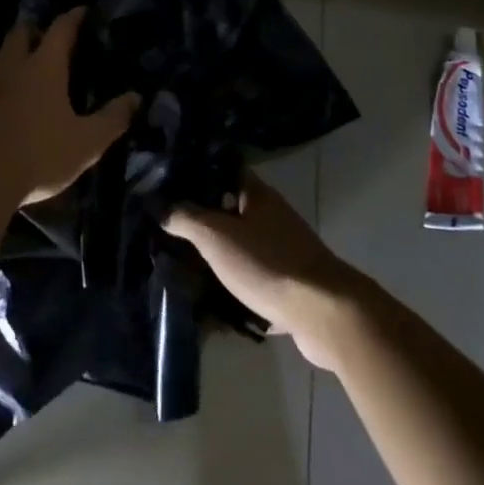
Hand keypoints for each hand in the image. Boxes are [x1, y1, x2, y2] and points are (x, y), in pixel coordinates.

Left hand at [0, 8, 138, 212]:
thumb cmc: (37, 157)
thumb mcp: (86, 144)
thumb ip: (113, 119)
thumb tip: (136, 97)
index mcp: (43, 67)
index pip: (61, 28)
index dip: (73, 17)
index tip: (82, 11)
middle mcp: (9, 66)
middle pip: (20, 33)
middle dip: (35, 31)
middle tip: (48, 42)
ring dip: (11, 62)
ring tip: (24, 79)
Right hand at [163, 174, 361, 370]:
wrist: (324, 314)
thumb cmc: (268, 264)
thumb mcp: (216, 237)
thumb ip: (185, 219)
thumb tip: (159, 206)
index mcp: (258, 195)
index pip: (224, 170)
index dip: (197, 172)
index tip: (168, 181)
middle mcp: (273, 216)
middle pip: (231, 209)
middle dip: (203, 218)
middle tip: (168, 227)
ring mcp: (285, 250)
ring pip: (243, 245)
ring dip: (219, 255)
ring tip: (184, 264)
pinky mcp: (291, 283)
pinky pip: (256, 279)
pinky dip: (236, 287)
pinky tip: (213, 302)